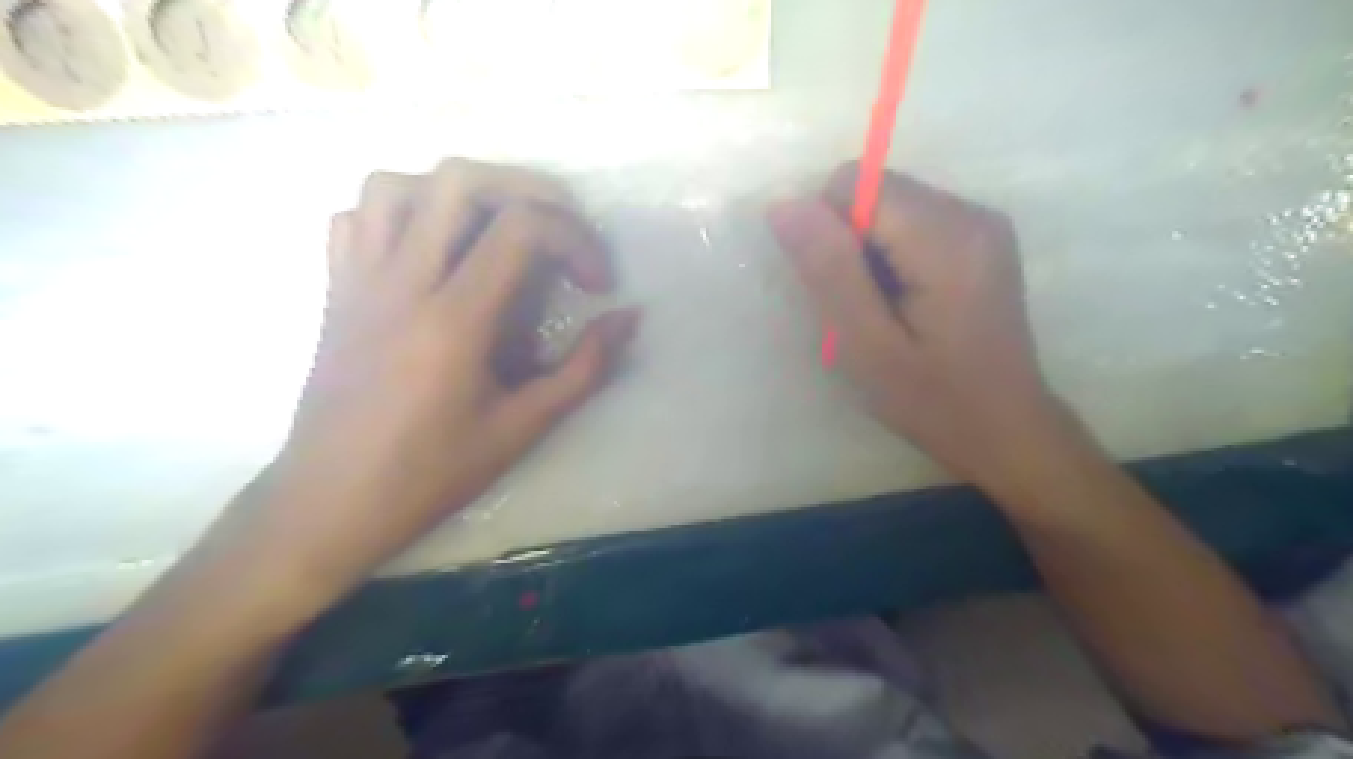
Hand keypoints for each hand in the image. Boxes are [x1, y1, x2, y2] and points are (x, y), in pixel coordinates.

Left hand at [226, 158, 641, 605]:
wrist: (329, 503)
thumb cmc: (429, 474)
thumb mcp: (521, 429)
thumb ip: (584, 369)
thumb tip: (628, 319)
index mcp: (452, 319)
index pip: (520, 228)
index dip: (576, 239)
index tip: (598, 284)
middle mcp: (401, 282)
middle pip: (461, 181)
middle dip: (530, 190)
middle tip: (563, 229)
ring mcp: (358, 280)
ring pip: (398, 185)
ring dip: (460, 193)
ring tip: (497, 230)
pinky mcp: (335, 291)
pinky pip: (355, 218)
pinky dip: (400, 213)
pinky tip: (432, 249)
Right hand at [772, 164, 1066, 489]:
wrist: (1005, 430)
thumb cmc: (932, 400)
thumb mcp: (867, 345)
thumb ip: (829, 270)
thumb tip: (784, 205)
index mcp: (946, 236)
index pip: (853, 183)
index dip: (828, 233)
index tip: (843, 290)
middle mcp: (970, 211)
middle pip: (873, 190)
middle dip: (849, 242)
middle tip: (863, 308)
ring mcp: (980, 222)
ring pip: (887, 205)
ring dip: (867, 252)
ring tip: (886, 310)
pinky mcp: (979, 238)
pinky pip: (909, 221)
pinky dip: (890, 255)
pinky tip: (906, 303)